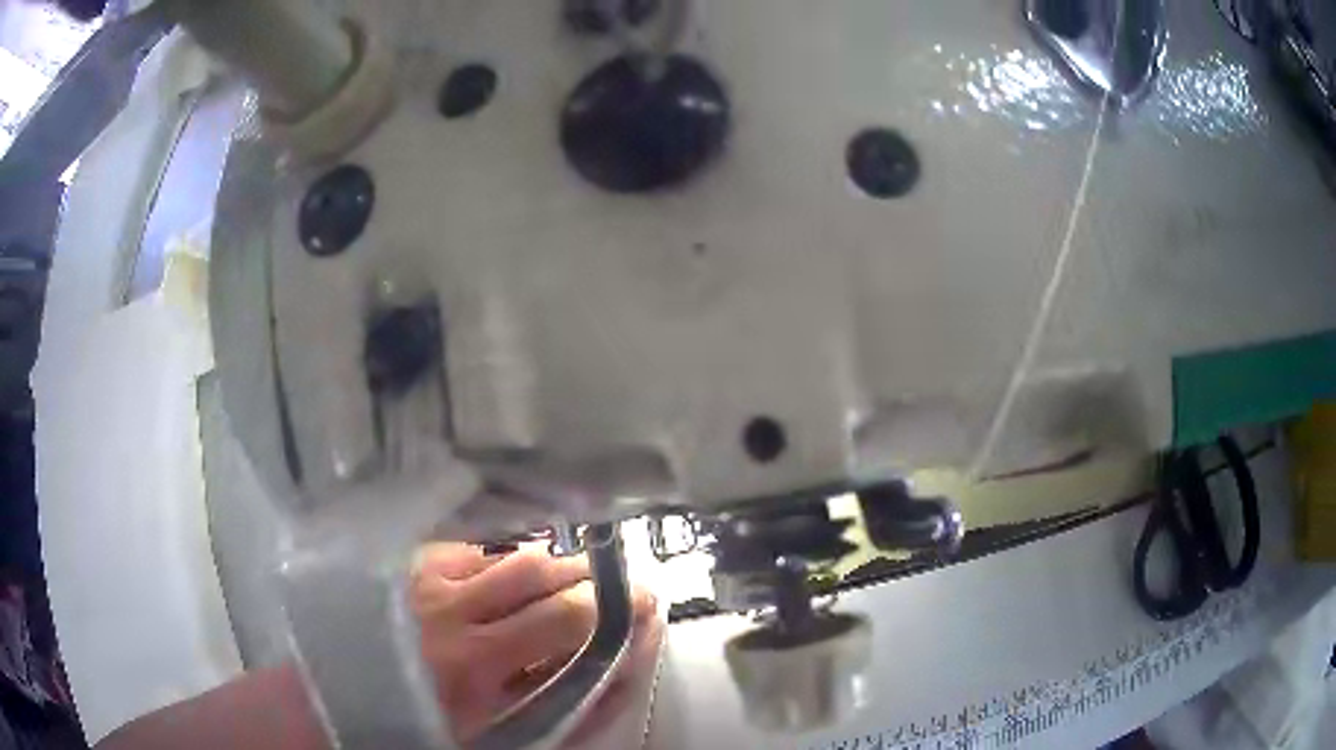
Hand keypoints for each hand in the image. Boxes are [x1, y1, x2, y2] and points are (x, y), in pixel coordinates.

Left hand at [410, 542, 661, 743]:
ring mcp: (427, 578)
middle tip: (617, 585)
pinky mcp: (414, 562)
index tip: (645, 607)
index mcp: (473, 665)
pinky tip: (518, 576)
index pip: (564, 619)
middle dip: (592, 576)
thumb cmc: (439, 723)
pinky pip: (479, 546)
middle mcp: (448, 611)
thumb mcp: (507, 732)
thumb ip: (574, 704)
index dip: (615, 608)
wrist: (358, 695)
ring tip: (574, 578)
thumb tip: (629, 658)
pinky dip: (511, 558)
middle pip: (539, 571)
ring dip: (555, 564)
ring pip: (510, 553)